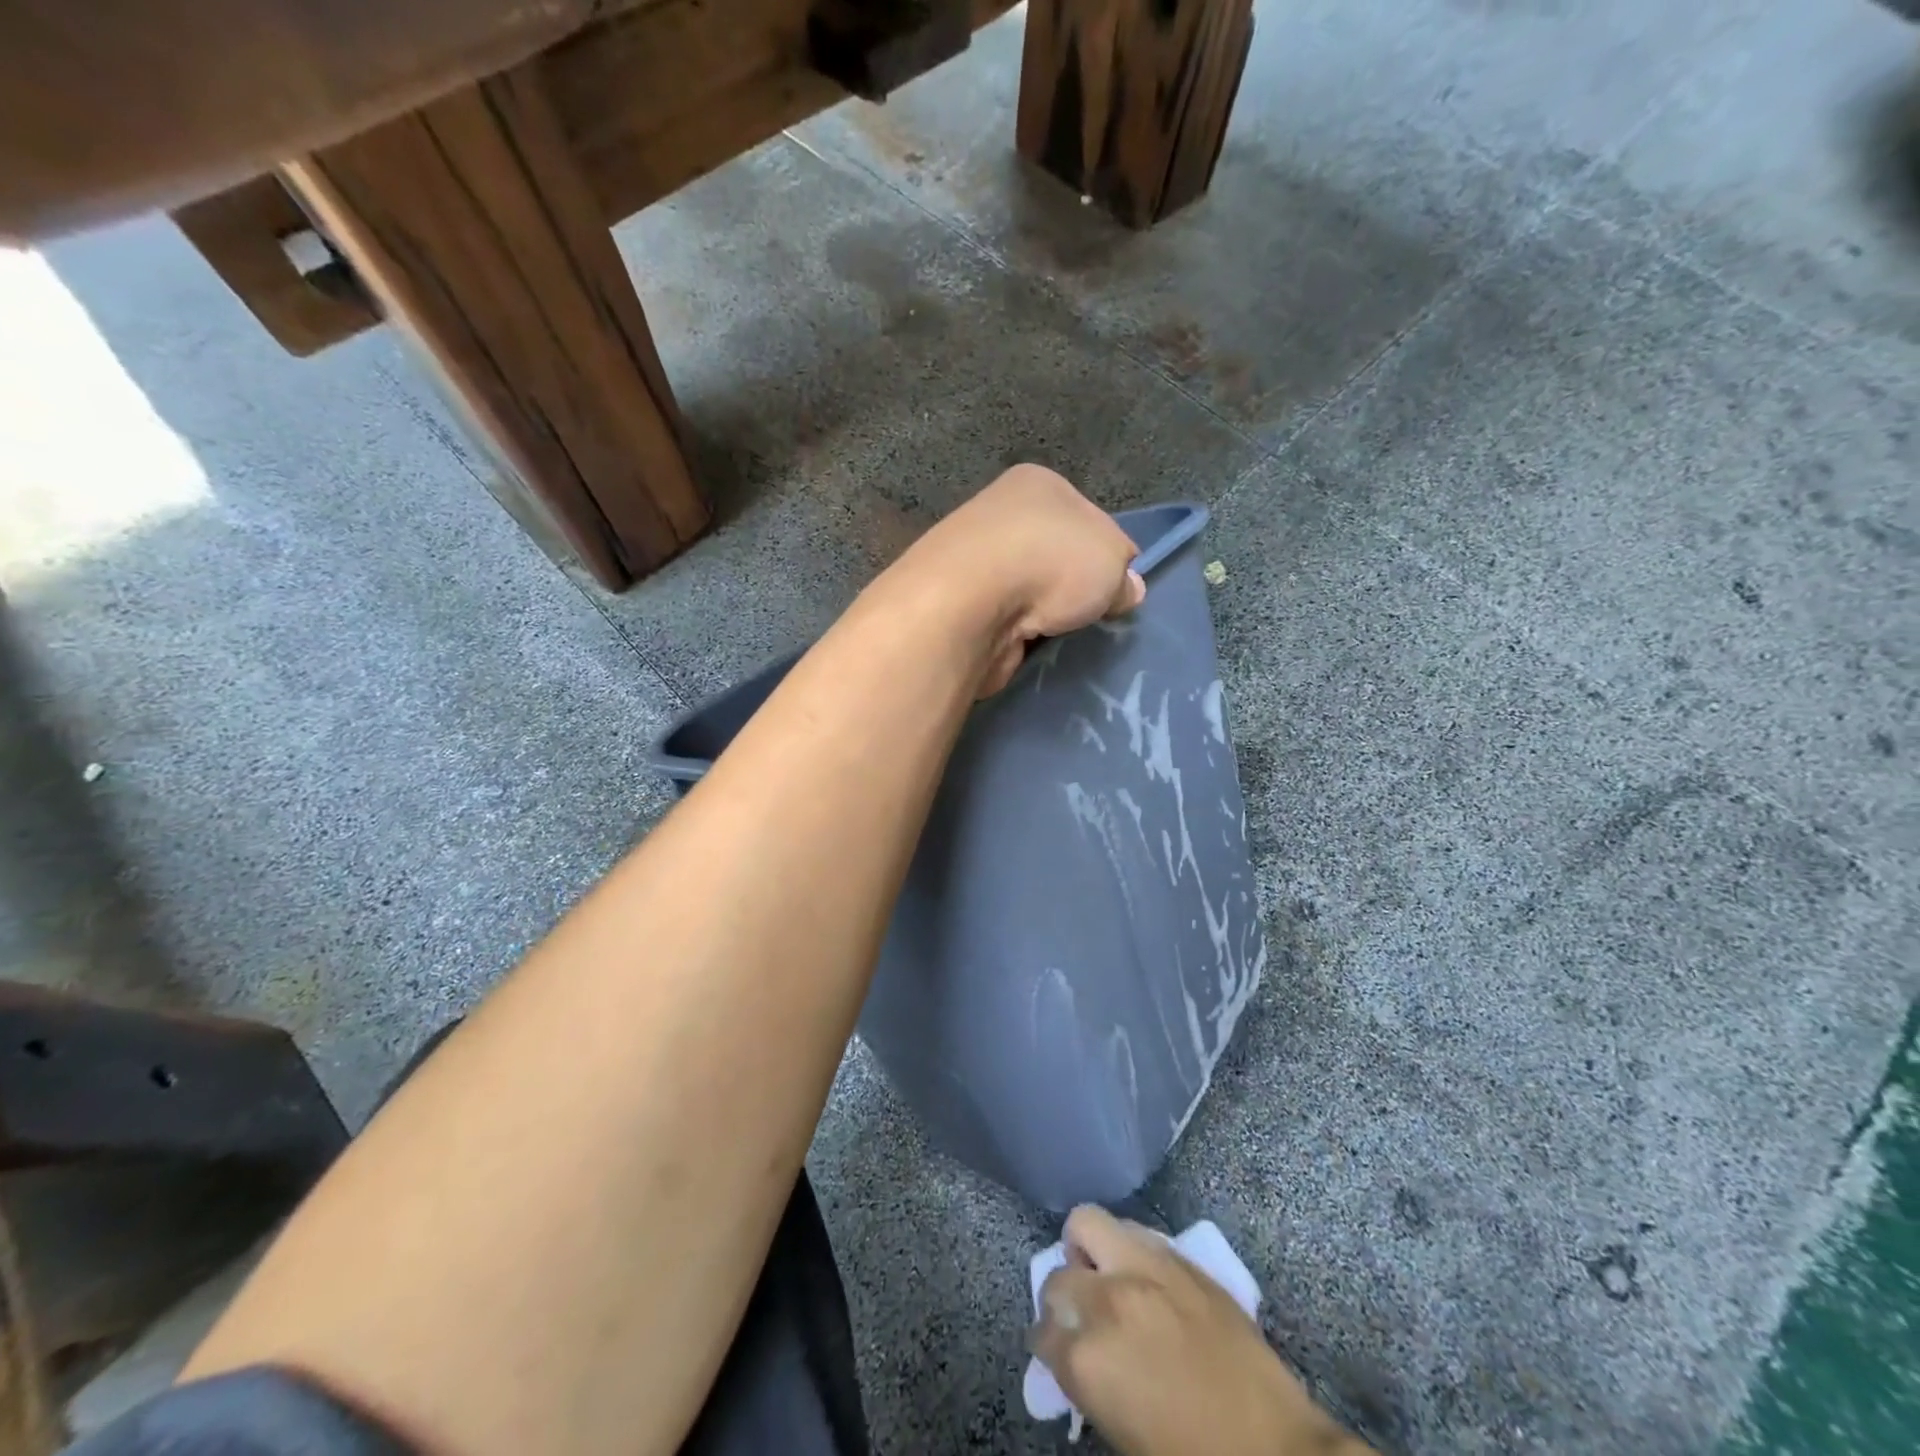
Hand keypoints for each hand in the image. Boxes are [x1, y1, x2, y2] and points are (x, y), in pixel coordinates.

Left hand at [893, 465, 1145, 695]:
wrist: (968, 603)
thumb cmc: (1050, 562)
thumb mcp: (1112, 561)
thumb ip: (1124, 576)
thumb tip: (1127, 590)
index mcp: (1038, 485)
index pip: (1089, 518)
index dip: (1108, 555)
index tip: (1117, 589)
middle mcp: (1001, 513)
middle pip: (1055, 556)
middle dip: (1073, 588)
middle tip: (1094, 617)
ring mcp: (975, 560)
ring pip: (1028, 591)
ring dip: (1044, 614)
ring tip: (1063, 635)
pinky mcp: (960, 605)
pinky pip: (1004, 621)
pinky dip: (1019, 635)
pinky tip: (1032, 646)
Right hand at [1031, 1208, 1374, 1455]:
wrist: (1275, 1451)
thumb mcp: (1122, 1435)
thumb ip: (1089, 1383)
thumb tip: (1076, 1356)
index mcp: (1088, 1359)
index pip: (1041, 1334)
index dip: (1048, 1346)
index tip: (1057, 1352)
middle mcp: (1107, 1301)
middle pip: (1058, 1276)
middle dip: (1061, 1299)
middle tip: (1079, 1318)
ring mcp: (1144, 1269)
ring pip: (1087, 1223)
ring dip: (1087, 1251)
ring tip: (1104, 1276)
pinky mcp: (1178, 1258)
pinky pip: (1134, 1231)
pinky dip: (1124, 1246)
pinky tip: (1140, 1275)